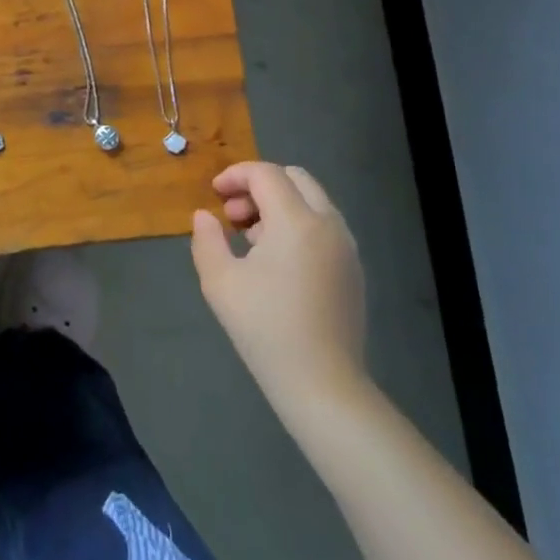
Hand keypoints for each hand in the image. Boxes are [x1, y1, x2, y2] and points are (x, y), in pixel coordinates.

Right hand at [191, 161, 368, 410]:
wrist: (322, 384)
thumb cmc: (265, 328)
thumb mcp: (220, 282)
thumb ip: (207, 239)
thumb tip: (205, 216)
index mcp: (297, 221)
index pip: (266, 174)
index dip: (235, 175)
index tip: (213, 194)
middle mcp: (329, 224)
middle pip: (295, 178)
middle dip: (259, 185)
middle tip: (233, 214)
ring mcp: (347, 247)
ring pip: (312, 201)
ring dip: (279, 205)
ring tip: (250, 240)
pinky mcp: (353, 269)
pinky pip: (323, 226)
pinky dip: (297, 224)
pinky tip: (275, 261)